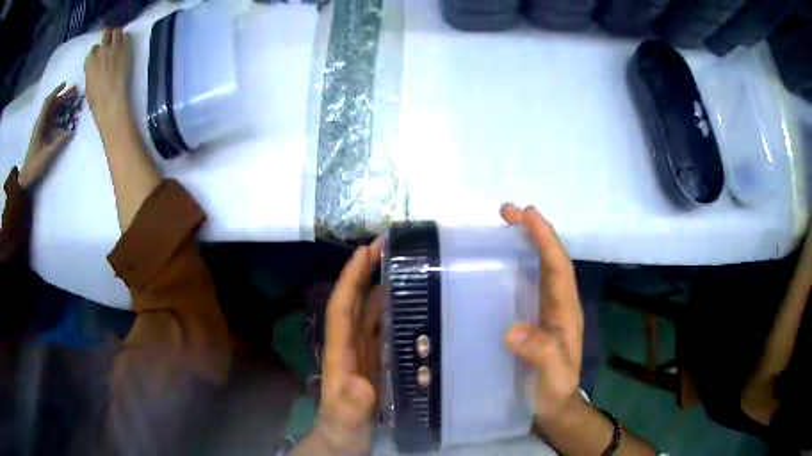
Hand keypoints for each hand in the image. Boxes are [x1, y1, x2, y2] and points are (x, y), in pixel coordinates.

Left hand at [19, 83, 77, 188]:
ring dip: (61, 104)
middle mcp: (40, 123)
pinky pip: (50, 119)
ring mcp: (40, 129)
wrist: (25, 179)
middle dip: (62, 97)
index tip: (66, 84)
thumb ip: (59, 142)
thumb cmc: (35, 166)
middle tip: (74, 92)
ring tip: (72, 101)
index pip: (48, 102)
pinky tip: (64, 115)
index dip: (57, 91)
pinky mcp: (41, 135)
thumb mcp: (47, 156)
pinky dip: (58, 113)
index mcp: (40, 124)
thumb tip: (71, 130)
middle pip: (52, 105)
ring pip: (51, 111)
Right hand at [85, 28, 132, 127]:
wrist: (110, 99)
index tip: (99, 55)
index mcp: (90, 60)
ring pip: (116, 31)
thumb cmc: (96, 99)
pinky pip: (127, 36)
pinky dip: (125, 37)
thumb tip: (94, 69)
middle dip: (107, 36)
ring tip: (118, 39)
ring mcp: (114, 47)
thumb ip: (91, 71)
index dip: (97, 51)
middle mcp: (101, 50)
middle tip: (110, 41)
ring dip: (117, 34)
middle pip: (105, 34)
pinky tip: (125, 43)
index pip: (93, 49)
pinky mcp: (125, 48)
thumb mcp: (88, 85)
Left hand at [317, 242, 382, 454]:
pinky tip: (408, 303)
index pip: (342, 307)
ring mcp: (362, 351)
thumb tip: (363, 385)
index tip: (365, 251)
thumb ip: (352, 403)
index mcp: (340, 351)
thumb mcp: (346, 417)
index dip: (351, 278)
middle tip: (388, 246)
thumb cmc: (342, 426)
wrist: (343, 439)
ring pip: (369, 311)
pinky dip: (391, 310)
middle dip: (366, 271)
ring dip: (380, 286)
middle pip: (355, 301)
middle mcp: (350, 344)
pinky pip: (382, 328)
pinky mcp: (374, 360)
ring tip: (402, 267)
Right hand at [501, 203, 583, 423]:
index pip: (559, 268)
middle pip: (549, 260)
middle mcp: (557, 304)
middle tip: (508, 211)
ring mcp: (543, 310)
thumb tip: (513, 330)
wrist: (552, 406)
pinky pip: (523, 284)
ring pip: (537, 268)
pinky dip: (512, 266)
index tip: (528, 215)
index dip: (546, 239)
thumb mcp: (552, 377)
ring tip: (501, 225)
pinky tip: (494, 263)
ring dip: (523, 243)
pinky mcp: (529, 319)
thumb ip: (541, 355)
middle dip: (533, 232)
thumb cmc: (555, 391)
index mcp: (565, 311)